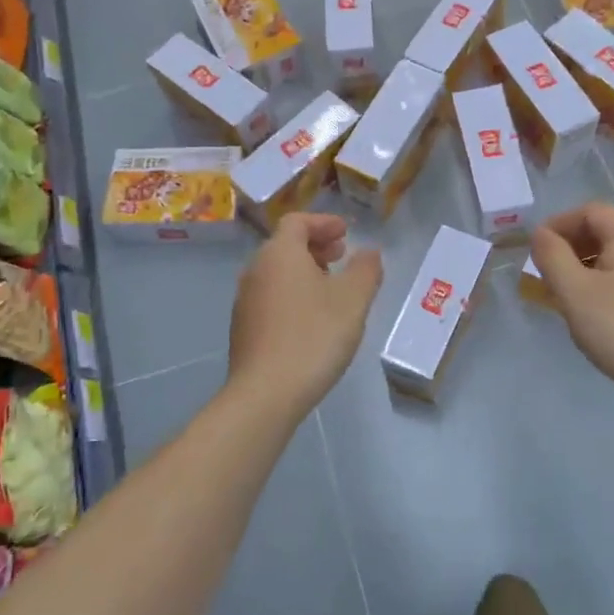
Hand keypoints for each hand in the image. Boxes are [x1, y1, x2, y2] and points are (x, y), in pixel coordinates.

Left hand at [228, 213, 383, 418]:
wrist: (266, 393)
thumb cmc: (314, 336)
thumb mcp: (353, 300)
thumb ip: (365, 270)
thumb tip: (369, 252)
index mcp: (280, 253)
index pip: (297, 221)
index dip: (324, 222)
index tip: (346, 233)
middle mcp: (255, 270)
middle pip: (285, 245)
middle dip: (315, 246)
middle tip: (341, 256)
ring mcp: (245, 300)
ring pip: (277, 272)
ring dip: (304, 271)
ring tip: (331, 289)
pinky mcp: (243, 328)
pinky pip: (270, 297)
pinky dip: (292, 294)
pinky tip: (311, 319)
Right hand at [531, 202, 613, 415]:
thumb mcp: (574, 291)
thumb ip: (551, 256)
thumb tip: (540, 234)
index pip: (589, 211)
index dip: (557, 225)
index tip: (535, 251)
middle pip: (603, 231)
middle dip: (569, 247)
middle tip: (545, 275)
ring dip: (583, 267)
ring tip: (563, 296)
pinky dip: (602, 283)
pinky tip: (591, 311)